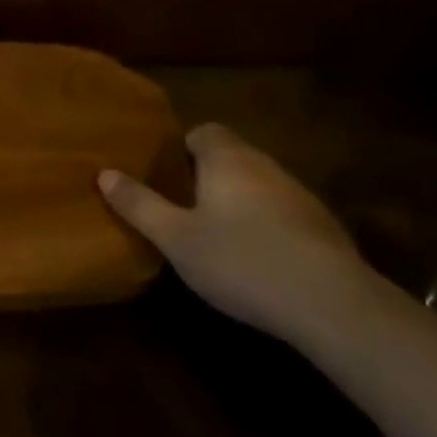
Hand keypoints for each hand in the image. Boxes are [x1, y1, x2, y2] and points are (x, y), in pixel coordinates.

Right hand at [98, 123, 371, 343]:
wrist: (332, 305)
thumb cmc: (241, 261)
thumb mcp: (176, 238)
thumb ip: (139, 204)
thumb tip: (104, 173)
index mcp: (227, 158)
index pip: (203, 131)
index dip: (182, 148)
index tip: (166, 177)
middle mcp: (264, 165)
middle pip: (231, 156)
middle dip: (208, 176)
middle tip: (183, 207)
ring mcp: (300, 195)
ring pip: (258, 185)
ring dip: (239, 202)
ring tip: (217, 236)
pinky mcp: (324, 228)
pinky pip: (283, 213)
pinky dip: (267, 226)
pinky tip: (258, 261)